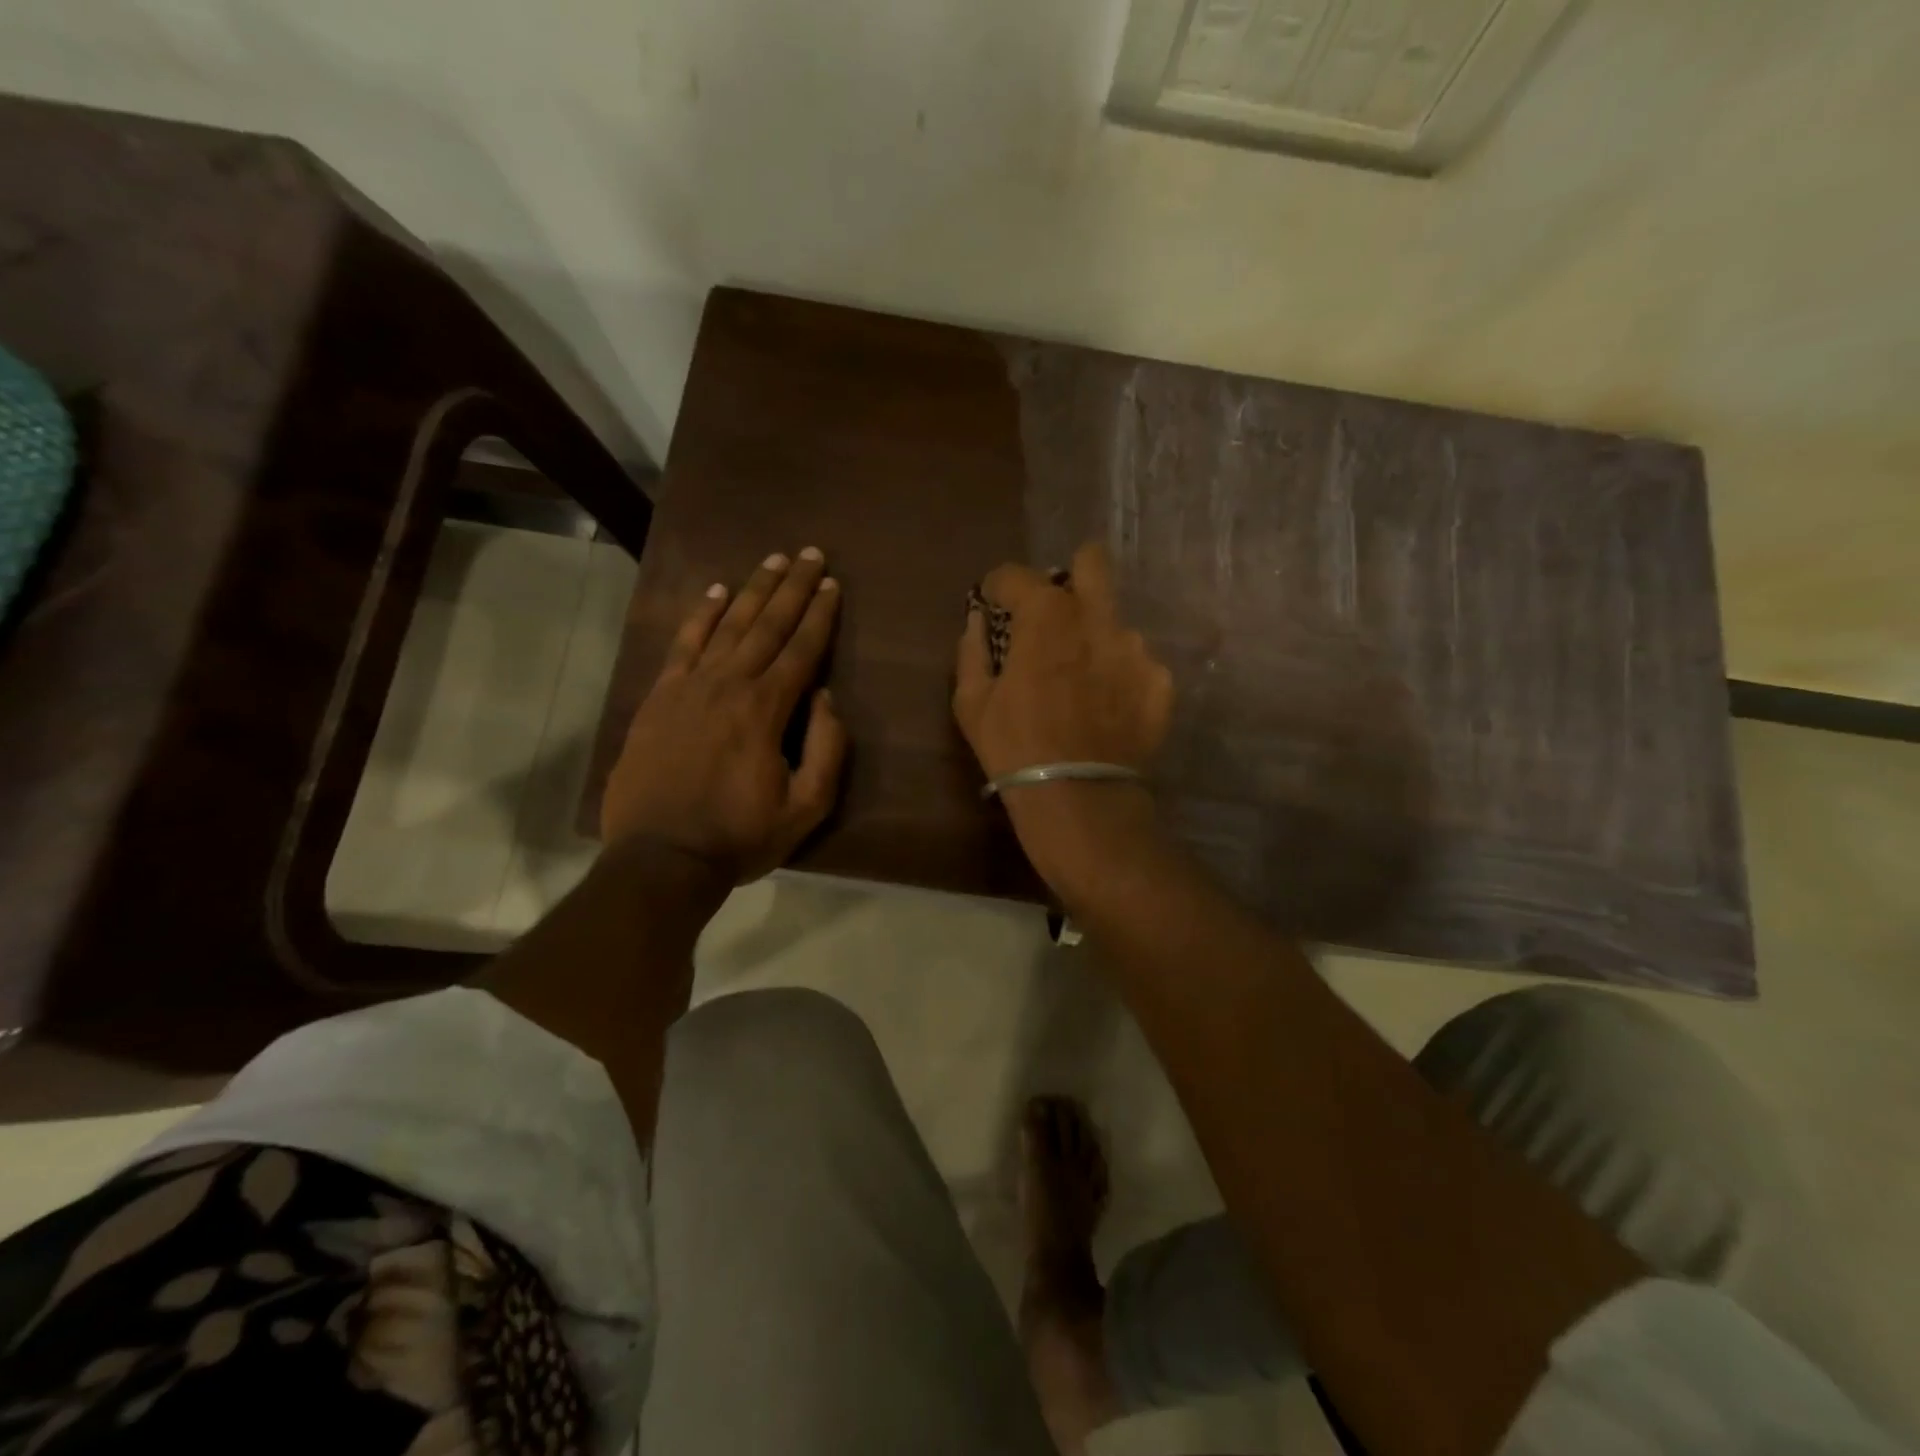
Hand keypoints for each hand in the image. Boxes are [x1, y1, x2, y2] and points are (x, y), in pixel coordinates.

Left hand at [601, 548, 847, 883]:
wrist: (661, 858)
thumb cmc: (740, 836)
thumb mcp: (806, 808)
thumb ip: (826, 748)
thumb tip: (824, 697)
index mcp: (767, 709)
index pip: (801, 649)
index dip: (820, 614)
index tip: (833, 584)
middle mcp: (729, 684)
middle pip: (767, 624)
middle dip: (793, 588)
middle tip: (811, 554)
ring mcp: (689, 687)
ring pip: (727, 625)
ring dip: (753, 590)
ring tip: (773, 561)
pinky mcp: (659, 697)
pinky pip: (683, 644)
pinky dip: (700, 615)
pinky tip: (715, 592)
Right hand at [952, 542, 1173, 886]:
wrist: (1078, 799)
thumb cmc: (1014, 748)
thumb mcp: (971, 702)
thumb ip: (971, 650)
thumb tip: (977, 621)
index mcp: (1046, 616)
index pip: (1016, 575)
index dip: (999, 588)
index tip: (993, 606)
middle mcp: (1097, 619)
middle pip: (1091, 563)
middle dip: (1070, 575)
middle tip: (1053, 613)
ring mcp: (1135, 649)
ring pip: (1113, 621)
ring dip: (1094, 637)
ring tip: (1081, 679)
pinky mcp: (1160, 682)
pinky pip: (1136, 662)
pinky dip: (1119, 674)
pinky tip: (1106, 706)